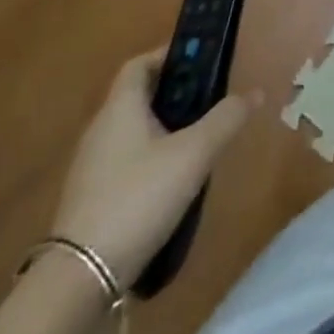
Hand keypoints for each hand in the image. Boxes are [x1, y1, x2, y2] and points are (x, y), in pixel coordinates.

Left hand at [51, 51, 253, 283]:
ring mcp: (91, 167)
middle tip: (209, 100)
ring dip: (163, 128)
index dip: (168, 55)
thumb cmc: (139, 196)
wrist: (79, 277)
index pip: (140, 64)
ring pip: (132, 131)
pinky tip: (172, 181)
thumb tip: (254, 92)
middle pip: (137, 97)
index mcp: (120, 108)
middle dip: (173, 93)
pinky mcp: (90, 199)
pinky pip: (125, 161)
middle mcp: (100, 130)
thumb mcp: (194, 154)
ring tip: (198, 140)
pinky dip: (150, 158)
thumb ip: (225, 119)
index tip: (200, 60)